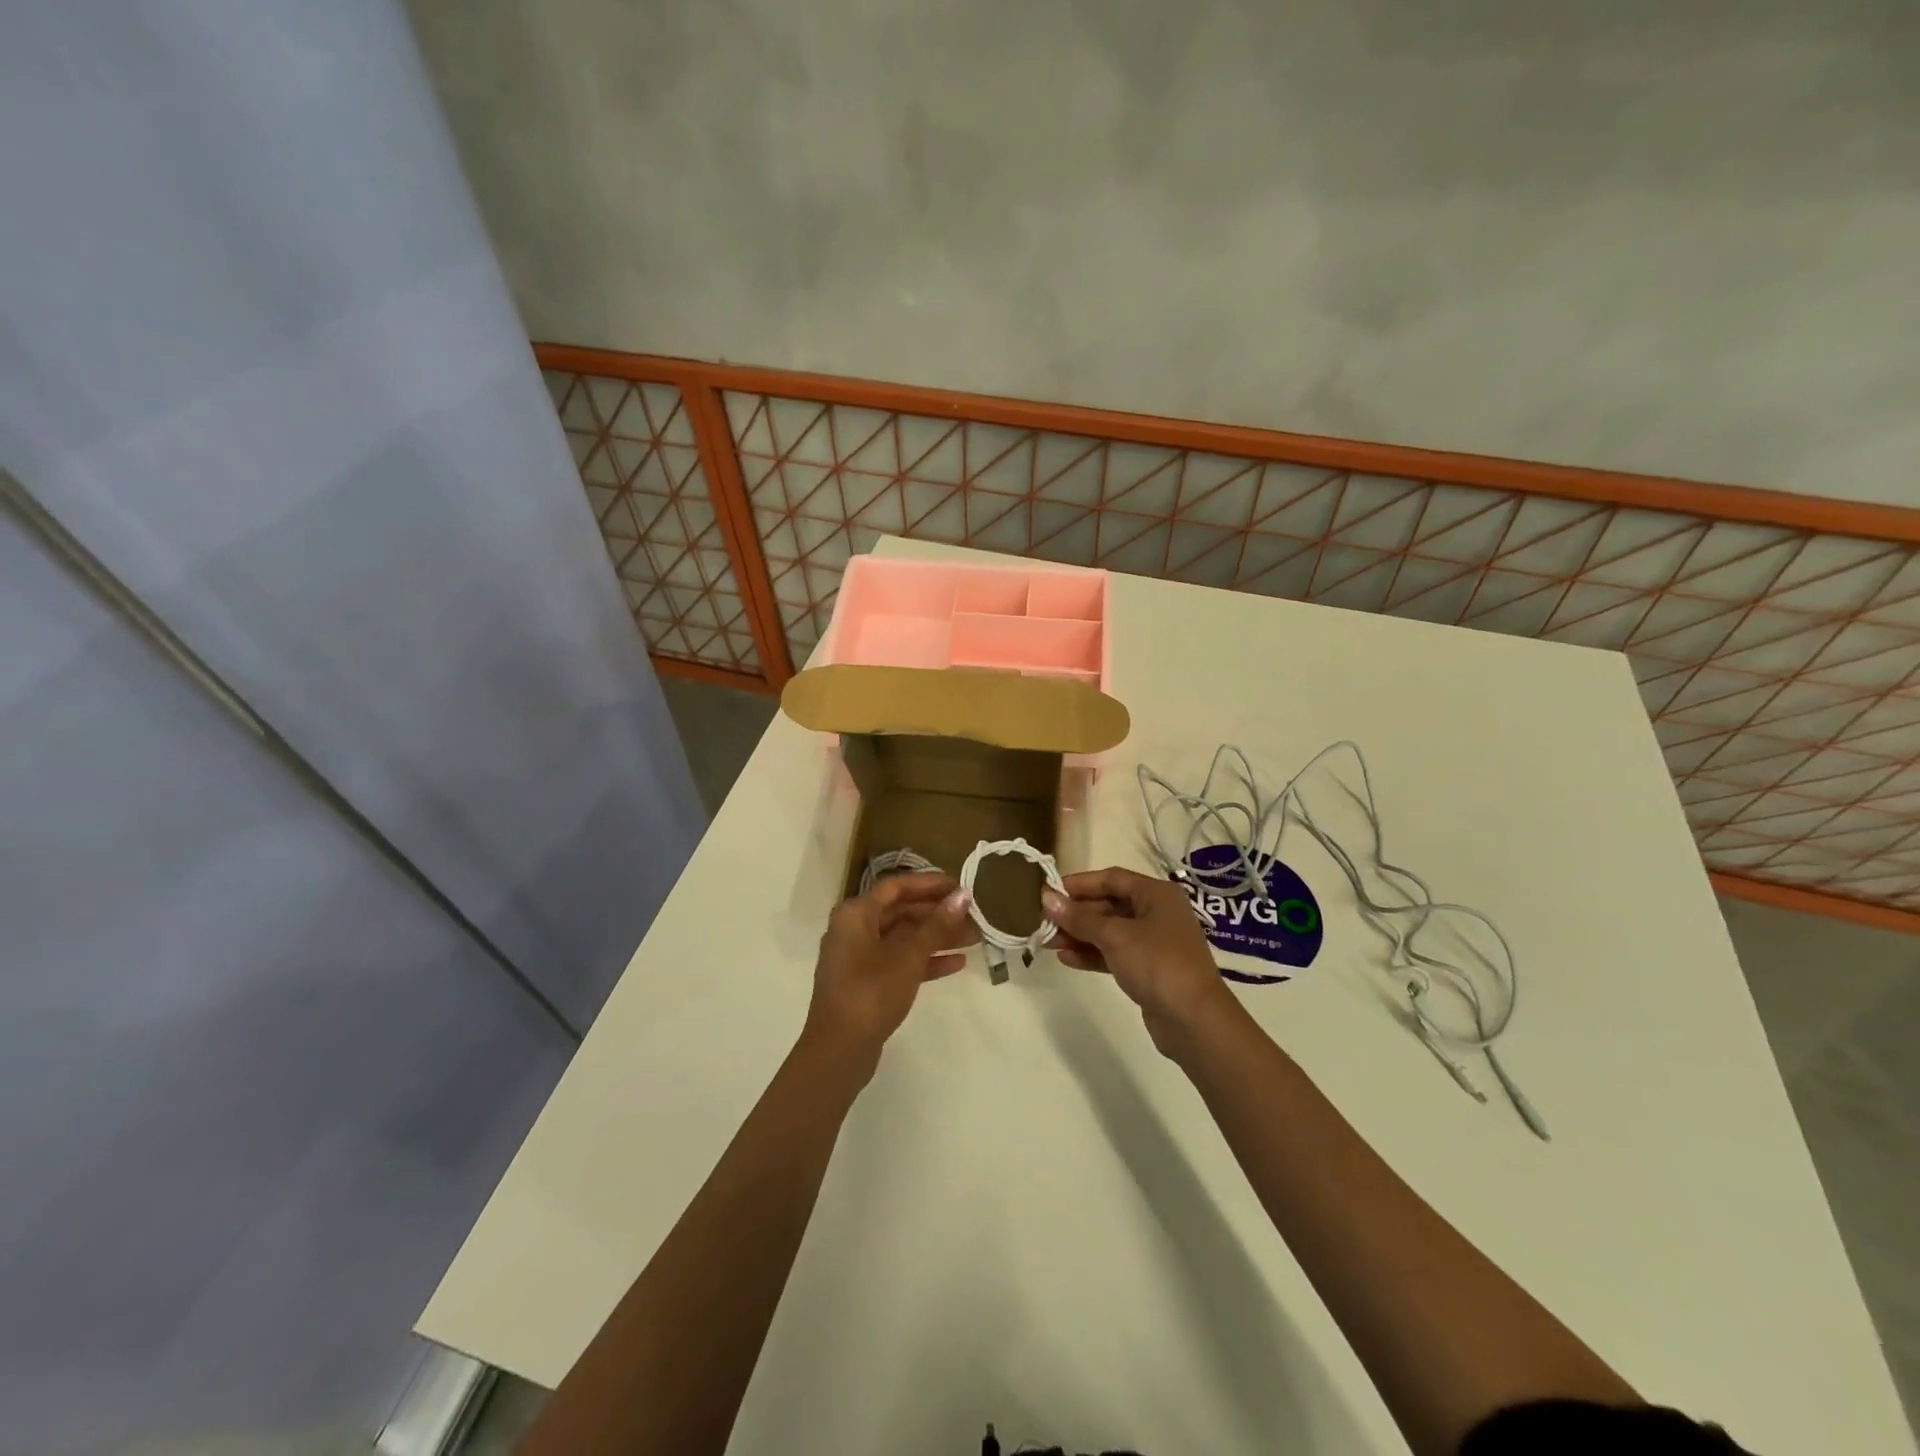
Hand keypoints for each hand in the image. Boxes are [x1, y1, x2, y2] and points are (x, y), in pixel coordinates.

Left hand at [805, 873, 973, 1069]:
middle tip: (974, 917)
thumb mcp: (908, 956)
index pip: (897, 886)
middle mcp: (854, 929)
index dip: (930, 883)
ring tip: (974, 939)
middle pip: (901, 912)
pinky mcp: (866, 983)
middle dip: (939, 914)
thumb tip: (962, 895)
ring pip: (903, 938)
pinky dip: (925, 960)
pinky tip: (957, 964)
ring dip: (937, 938)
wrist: (839, 1049)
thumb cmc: (872, 991)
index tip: (961, 887)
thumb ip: (937, 925)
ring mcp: (859, 958)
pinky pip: (899, 961)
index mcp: (857, 913)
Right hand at [1043, 867, 1239, 1059]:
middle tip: (1044, 923)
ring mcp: (1154, 943)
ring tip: (1049, 943)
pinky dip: (1092, 954)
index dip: (1079, 884)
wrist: (1194, 1020)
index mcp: (1156, 894)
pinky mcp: (1149, 969)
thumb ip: (1079, 918)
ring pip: (1109, 931)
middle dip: (1076, 914)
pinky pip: (1115, 954)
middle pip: (1109, 905)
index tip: (1049, 892)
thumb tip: (1046, 898)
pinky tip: (1067, 959)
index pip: (1111, 878)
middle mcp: (1157, 913)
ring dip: (1080, 935)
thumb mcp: (1114, 936)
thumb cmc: (1157, 963)